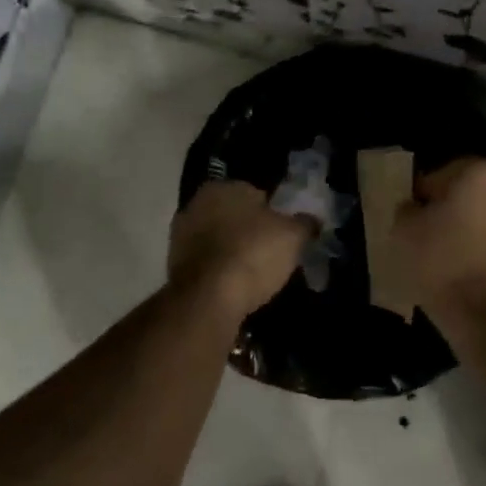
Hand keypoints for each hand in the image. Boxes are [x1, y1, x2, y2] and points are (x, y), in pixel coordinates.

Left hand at [168, 181, 312, 321]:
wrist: (208, 298)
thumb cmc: (253, 254)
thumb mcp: (292, 236)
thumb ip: (305, 223)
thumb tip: (312, 219)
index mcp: (223, 187)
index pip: (255, 194)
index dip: (273, 214)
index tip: (283, 234)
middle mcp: (196, 203)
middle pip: (233, 215)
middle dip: (249, 230)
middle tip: (270, 253)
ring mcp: (180, 234)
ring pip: (217, 238)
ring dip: (231, 250)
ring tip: (253, 274)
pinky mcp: (173, 264)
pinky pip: (206, 261)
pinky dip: (218, 269)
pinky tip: (233, 285)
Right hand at [394, 158, 485, 332]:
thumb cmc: (445, 264)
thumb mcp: (404, 232)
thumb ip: (406, 209)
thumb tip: (415, 208)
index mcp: (482, 170)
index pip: (437, 176)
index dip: (419, 200)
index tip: (410, 224)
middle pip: (467, 194)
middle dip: (448, 212)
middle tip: (425, 239)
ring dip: (468, 231)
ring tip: (445, 259)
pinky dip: (485, 250)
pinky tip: (467, 272)